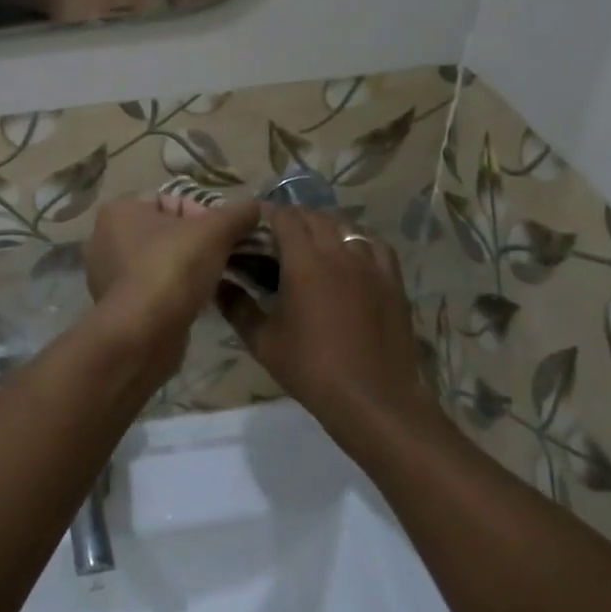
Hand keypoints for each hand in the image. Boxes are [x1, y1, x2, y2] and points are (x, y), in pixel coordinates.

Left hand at [85, 195, 261, 370]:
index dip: (202, 214)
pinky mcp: (118, 307)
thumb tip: (256, 207)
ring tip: (212, 280)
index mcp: (118, 211)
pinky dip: (175, 293)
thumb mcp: (216, 231)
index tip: (221, 235)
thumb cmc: (173, 268)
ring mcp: (108, 276)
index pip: (169, 200)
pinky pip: (154, 290)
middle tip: (222, 257)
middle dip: (197, 243)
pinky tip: (195, 302)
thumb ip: (238, 214)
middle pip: (166, 232)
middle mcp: (105, 240)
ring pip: (161, 263)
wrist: (145, 333)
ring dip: (188, 270)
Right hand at [222, 206, 436, 437]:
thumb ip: (237, 308)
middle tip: (275, 235)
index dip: (267, 213)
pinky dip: (356, 241)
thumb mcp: (263, 342)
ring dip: (323, 227)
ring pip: (345, 227)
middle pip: (315, 216)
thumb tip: (218, 284)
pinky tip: (349, 256)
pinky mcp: (392, 280)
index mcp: (304, 262)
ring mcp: (370, 264)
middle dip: (293, 218)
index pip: (284, 217)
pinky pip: (374, 245)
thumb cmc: (311, 370)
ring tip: (310, 244)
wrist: (373, 398)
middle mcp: (339, 252)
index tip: (253, 222)